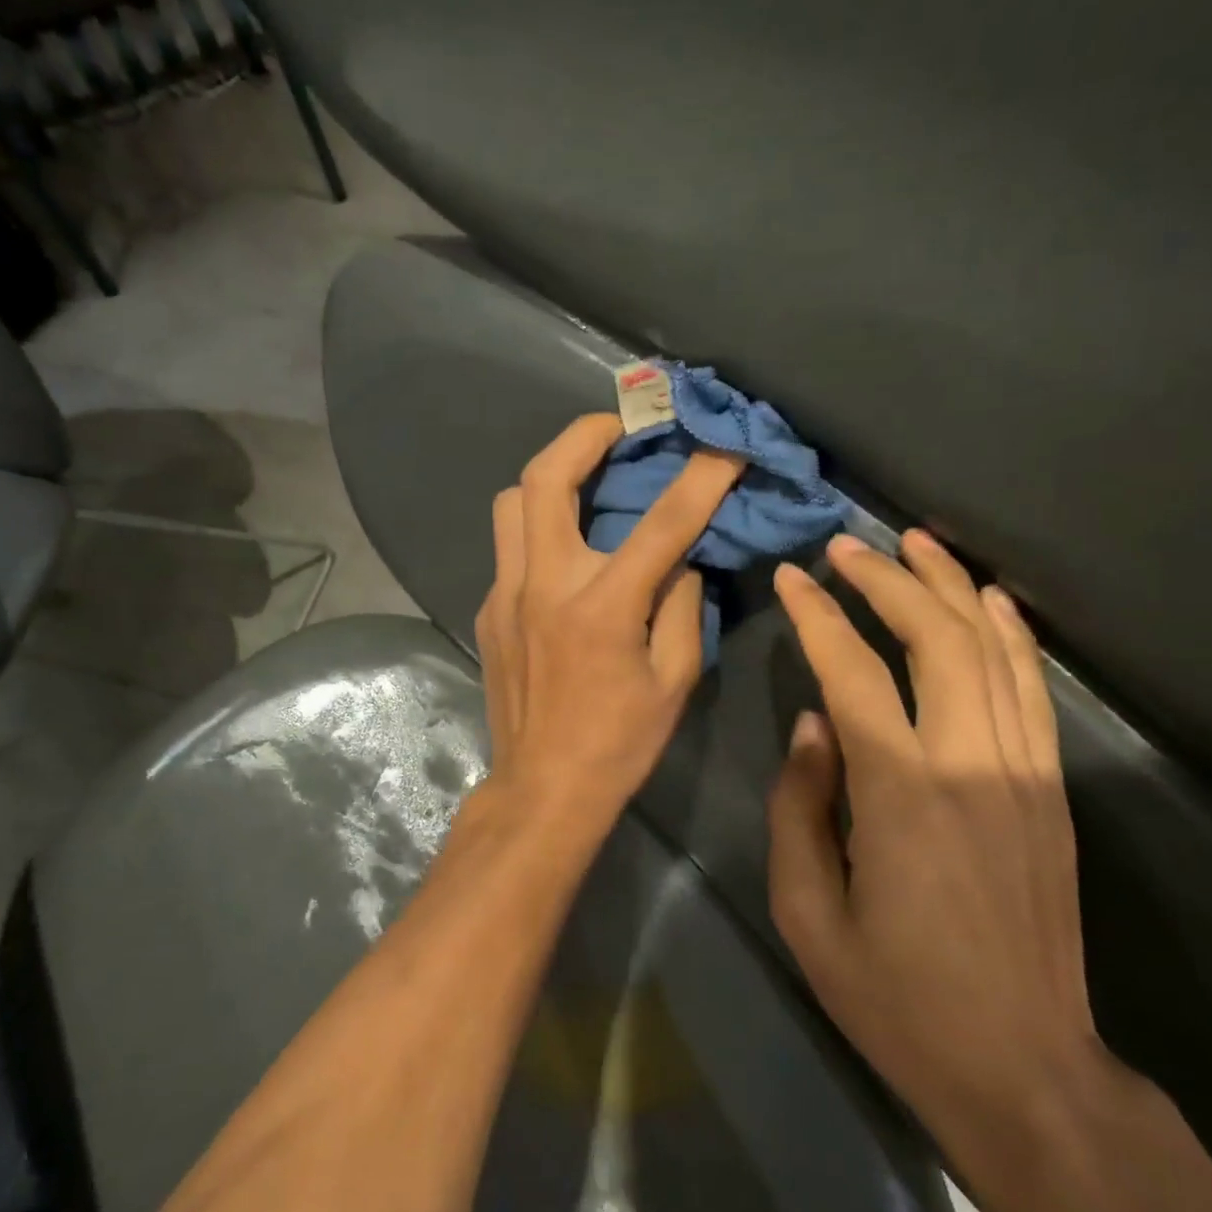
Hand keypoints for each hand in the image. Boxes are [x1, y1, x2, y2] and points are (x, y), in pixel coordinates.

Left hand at [473, 414, 742, 843]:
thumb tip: (679, 561)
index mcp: (602, 607)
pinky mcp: (489, 609)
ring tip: (586, 476)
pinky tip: (566, 549)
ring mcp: (506, 594)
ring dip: (549, 475)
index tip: (722, 445)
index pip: (661, 523)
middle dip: (584, 434)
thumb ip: (682, 607)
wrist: (543, 787)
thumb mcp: (675, 680)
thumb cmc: (619, 742)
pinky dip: (539, 527)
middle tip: (618, 423)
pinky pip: (510, 546)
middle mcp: (545, 585)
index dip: (700, 477)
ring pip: (511, 502)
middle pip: (544, 478)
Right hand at [767, 530, 1106, 1149]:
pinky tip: (987, 598)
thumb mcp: (807, 912)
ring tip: (914, 542)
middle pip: (935, 638)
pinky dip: (1009, 632)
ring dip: (950, 587)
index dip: (817, 616)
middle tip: (846, 545)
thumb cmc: (895, 997)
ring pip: (991, 648)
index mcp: (900, 794)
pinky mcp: (1051, 788)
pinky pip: (1031, 687)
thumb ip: (801, 805)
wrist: (1024, 1068)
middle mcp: (970, 763)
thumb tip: (814, 724)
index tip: (792, 577)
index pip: (853, 672)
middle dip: (887, 580)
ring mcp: (1023, 770)